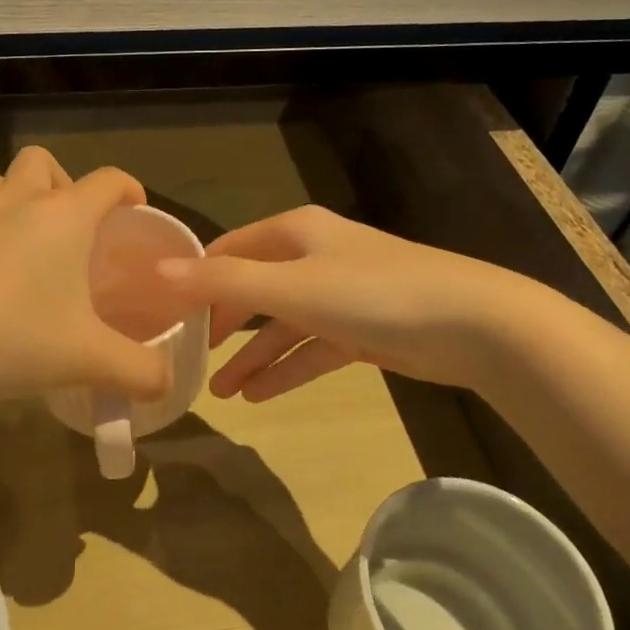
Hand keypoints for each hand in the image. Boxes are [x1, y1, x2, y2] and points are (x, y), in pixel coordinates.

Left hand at [0, 146, 173, 403]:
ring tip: (30, 246)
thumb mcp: (86, 360)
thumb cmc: (10, 334)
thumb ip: (138, 371)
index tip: (136, 213)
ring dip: (20, 200)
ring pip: (1, 182)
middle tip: (74, 230)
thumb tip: (167, 383)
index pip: (108, 179)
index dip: (129, 189)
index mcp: (64, 216)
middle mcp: (18, 202)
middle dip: (64, 184)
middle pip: (44, 163)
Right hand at [155, 206, 527, 400]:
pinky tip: (260, 396)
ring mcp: (340, 294)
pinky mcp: (362, 330)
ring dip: (252, 356)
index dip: (197, 276)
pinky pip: (312, 349)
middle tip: (190, 354)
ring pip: (283, 325)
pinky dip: (287, 369)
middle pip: (254, 287)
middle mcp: (315, 256)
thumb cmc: (372, 293)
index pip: (230, 248)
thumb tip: (157, 272)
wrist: (472, 324)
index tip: (164, 310)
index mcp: (295, 233)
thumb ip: (223, 282)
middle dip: (223, 323)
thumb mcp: (290, 286)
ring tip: (221, 392)